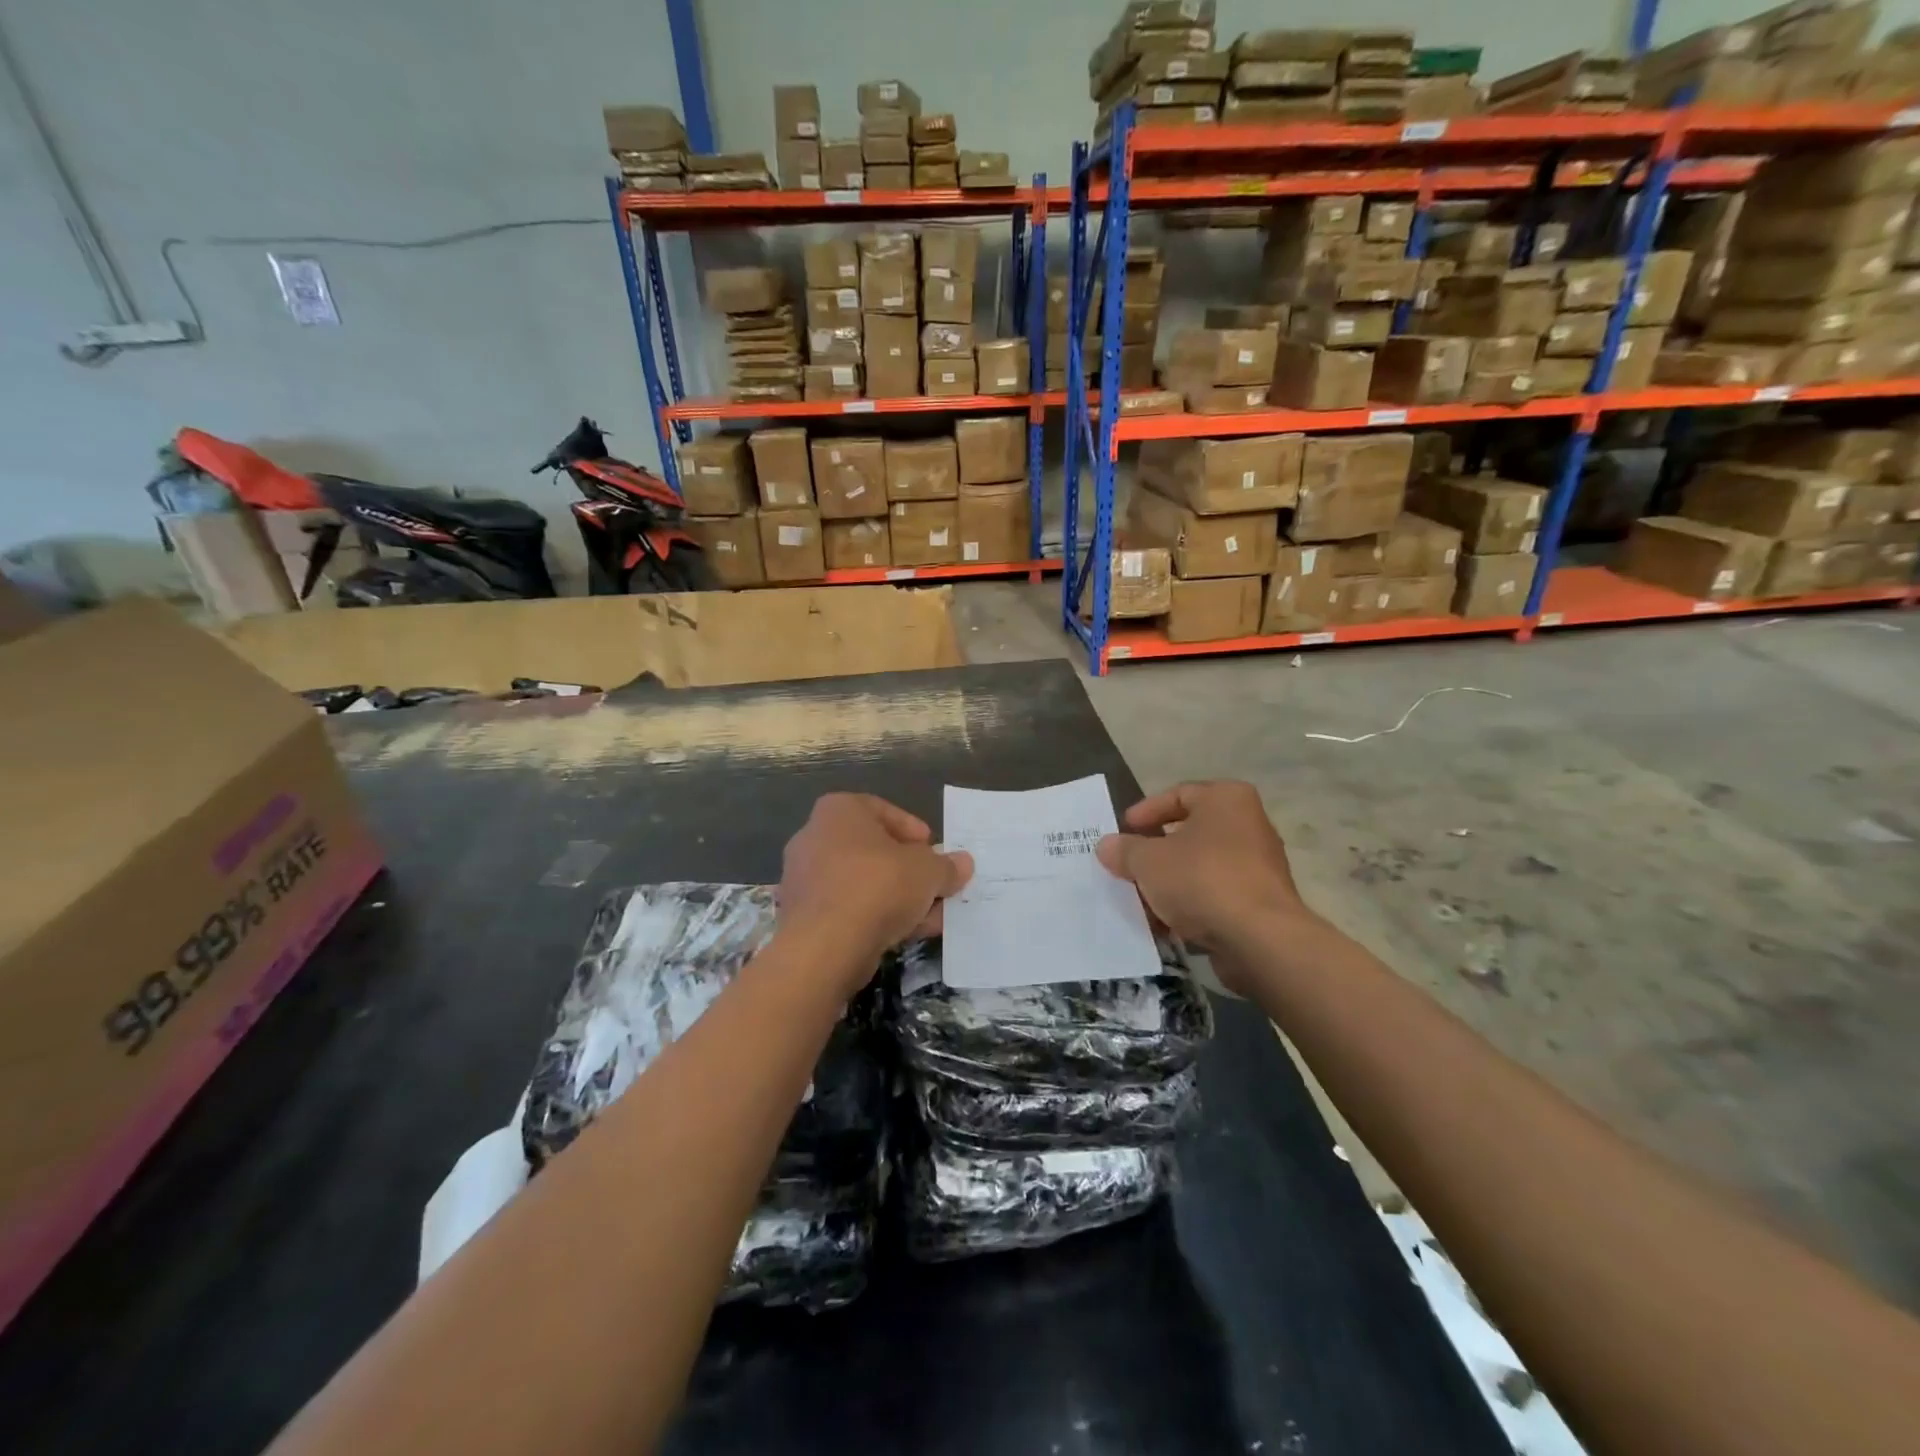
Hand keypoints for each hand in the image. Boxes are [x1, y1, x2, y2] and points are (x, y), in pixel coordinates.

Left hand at [778, 793, 972, 988]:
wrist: (826, 946)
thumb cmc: (878, 886)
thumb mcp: (928, 872)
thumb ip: (946, 866)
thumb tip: (963, 863)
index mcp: (838, 811)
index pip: (881, 810)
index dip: (912, 830)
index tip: (932, 848)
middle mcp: (814, 837)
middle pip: (872, 849)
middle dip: (908, 869)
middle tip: (934, 884)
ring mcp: (804, 878)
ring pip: (862, 882)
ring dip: (897, 897)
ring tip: (931, 916)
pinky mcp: (803, 915)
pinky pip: (848, 908)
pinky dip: (875, 916)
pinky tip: (906, 934)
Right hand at [1096, 781, 1316, 977]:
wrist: (1259, 939)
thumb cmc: (1202, 880)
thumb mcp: (1148, 861)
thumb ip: (1124, 850)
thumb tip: (1107, 845)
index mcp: (1226, 799)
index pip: (1178, 794)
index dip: (1145, 811)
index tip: (1123, 830)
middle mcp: (1248, 825)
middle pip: (1190, 833)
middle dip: (1155, 852)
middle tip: (1127, 866)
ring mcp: (1258, 866)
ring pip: (1200, 867)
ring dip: (1169, 883)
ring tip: (1139, 900)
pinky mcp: (1260, 903)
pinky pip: (1215, 895)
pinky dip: (1190, 905)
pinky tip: (1164, 924)